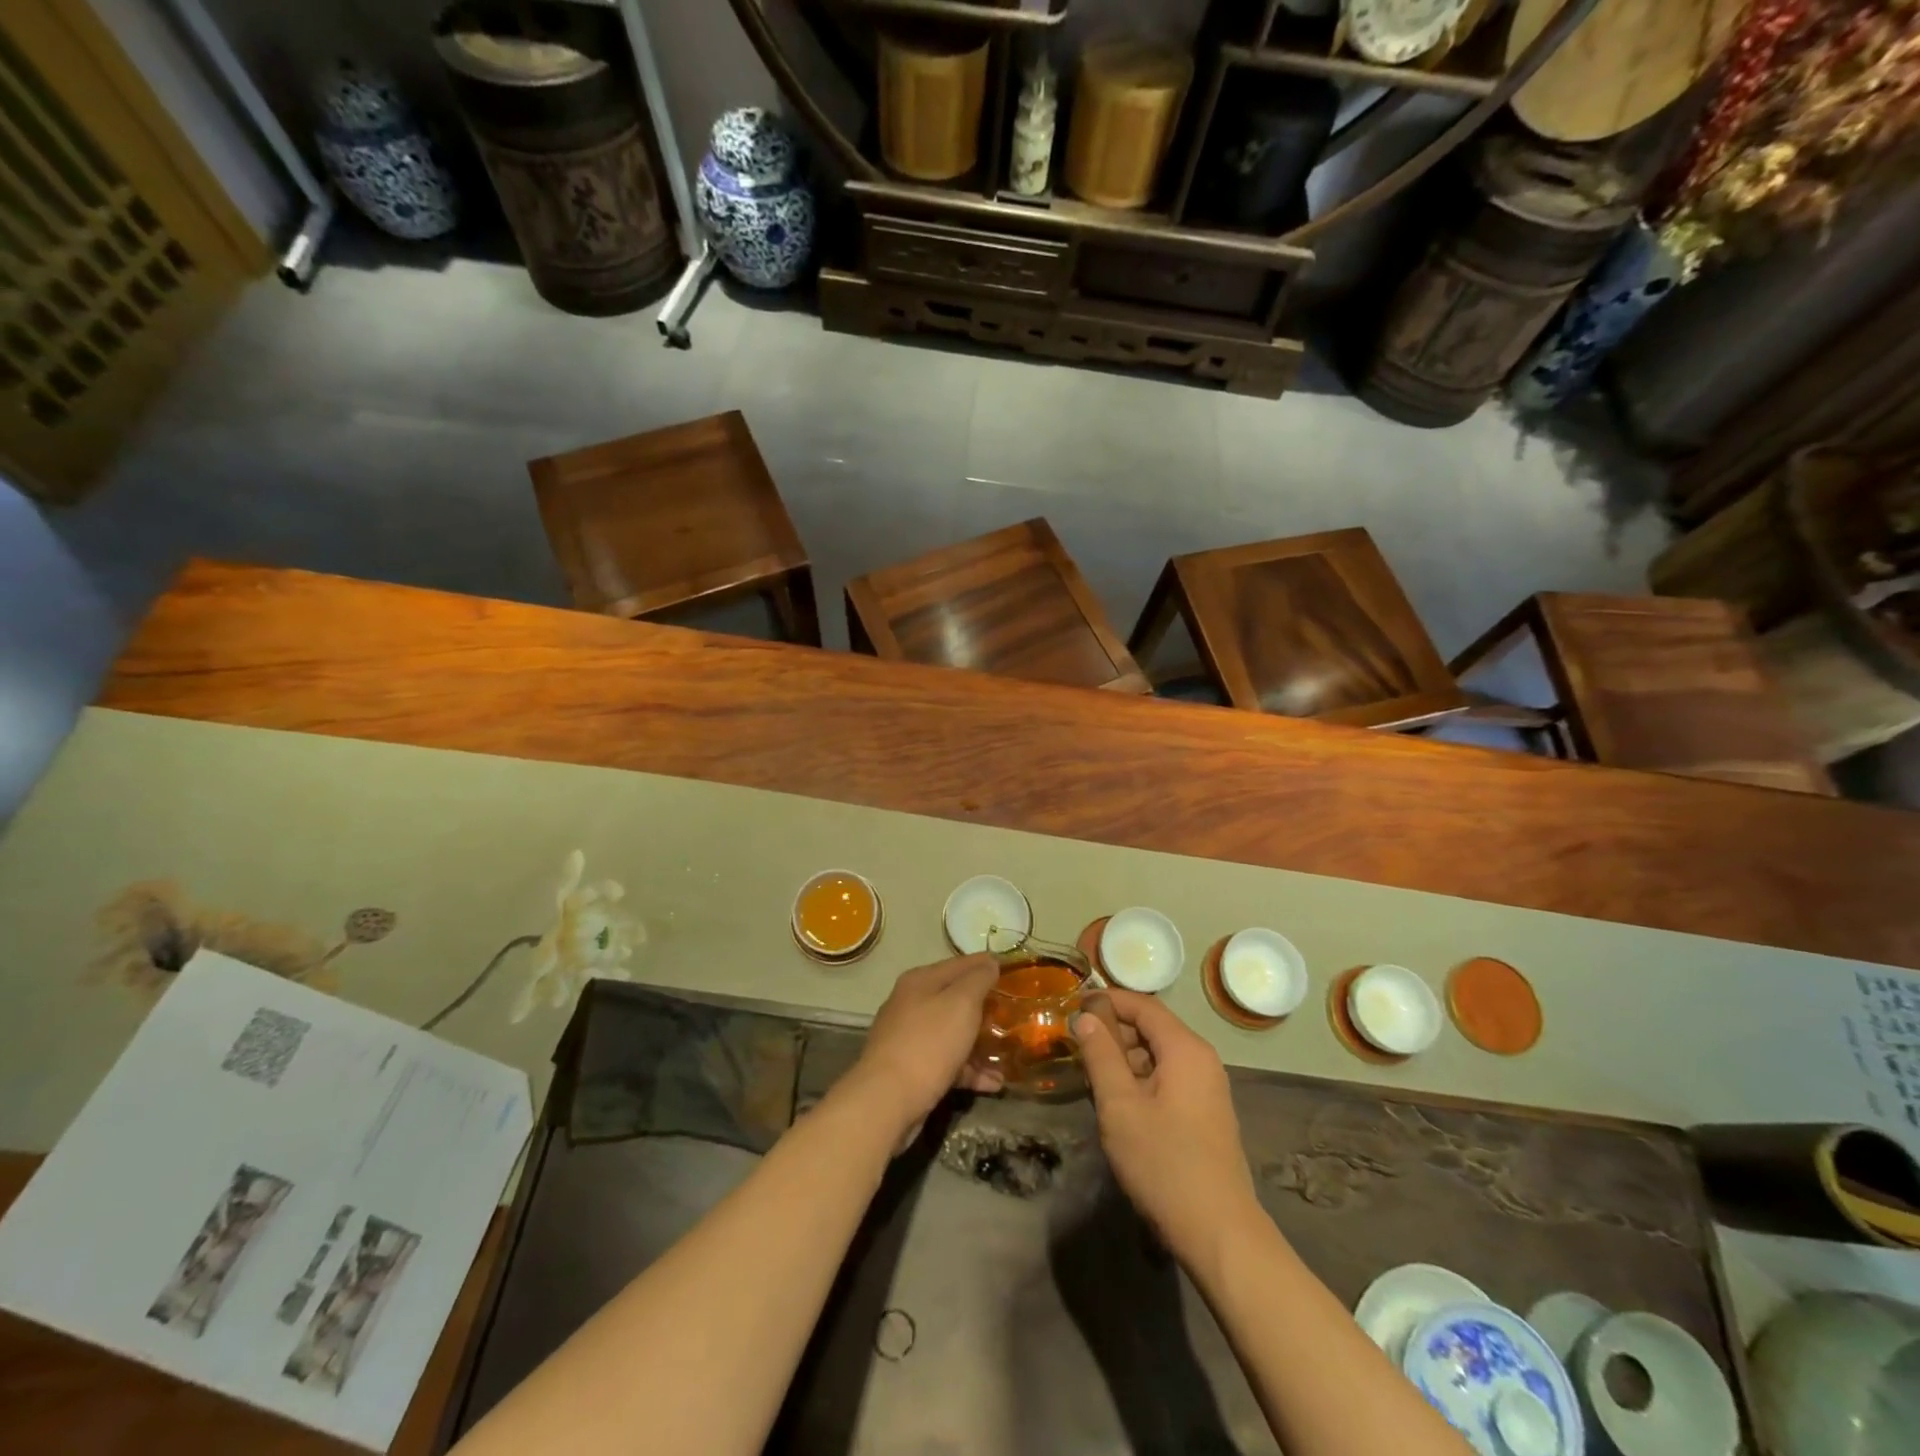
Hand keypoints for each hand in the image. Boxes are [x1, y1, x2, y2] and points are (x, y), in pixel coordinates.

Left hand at [841, 954, 1003, 1142]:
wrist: (887, 1100)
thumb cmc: (929, 1043)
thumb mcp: (961, 1003)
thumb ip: (978, 979)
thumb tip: (990, 962)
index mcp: (921, 981)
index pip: (961, 964)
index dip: (988, 965)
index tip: (1016, 972)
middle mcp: (912, 1004)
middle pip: (956, 999)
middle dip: (986, 1007)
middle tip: (1016, 1014)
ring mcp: (910, 1038)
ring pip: (953, 1033)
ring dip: (981, 1043)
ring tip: (1010, 1053)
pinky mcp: (912, 1069)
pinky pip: (948, 1062)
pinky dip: (969, 1070)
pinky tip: (994, 1083)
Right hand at [1073, 989, 1259, 1265]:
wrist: (1220, 1233)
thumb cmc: (1164, 1163)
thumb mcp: (1120, 1105)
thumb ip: (1100, 1055)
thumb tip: (1085, 1016)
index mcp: (1185, 1048)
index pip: (1143, 1005)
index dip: (1107, 1000)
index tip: (1073, 1005)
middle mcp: (1202, 1059)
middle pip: (1152, 1028)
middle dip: (1113, 1032)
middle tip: (1077, 1048)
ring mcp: (1208, 1088)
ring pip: (1159, 1055)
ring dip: (1124, 1059)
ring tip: (1091, 1078)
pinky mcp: (1206, 1114)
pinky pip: (1168, 1079)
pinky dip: (1141, 1080)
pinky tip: (1118, 1105)